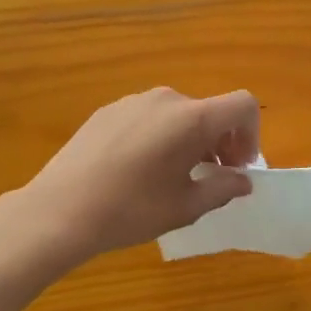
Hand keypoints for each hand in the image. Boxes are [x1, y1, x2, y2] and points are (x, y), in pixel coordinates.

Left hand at [23, 88, 259, 264]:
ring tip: (172, 176)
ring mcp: (133, 101)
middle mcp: (166, 100)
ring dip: (189, 140)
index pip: (242, 105)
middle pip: (209, 111)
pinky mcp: (108, 111)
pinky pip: (148, 118)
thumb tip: (242, 180)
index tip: (238, 166)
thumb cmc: (131, 210)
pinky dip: (159, 137)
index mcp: (191, 119)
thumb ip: (223, 188)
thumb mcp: (186, 206)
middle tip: (210, 177)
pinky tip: (137, 171)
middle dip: (220, 142)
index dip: (251, 133)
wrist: (58, 211)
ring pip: (178, 115)